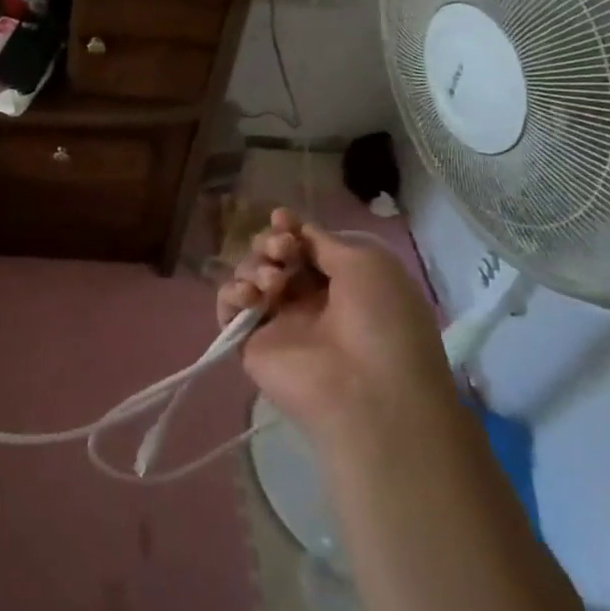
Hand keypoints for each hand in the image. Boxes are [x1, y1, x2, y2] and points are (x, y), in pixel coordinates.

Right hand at [217, 208, 453, 454]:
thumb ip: (324, 241)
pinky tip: (251, 297)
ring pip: (249, 275)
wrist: (368, 391)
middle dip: (271, 243)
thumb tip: (297, 232)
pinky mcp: (250, 342)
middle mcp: (307, 298)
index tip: (282, 219)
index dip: (289, 227)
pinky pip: (229, 306)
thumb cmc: (381, 322)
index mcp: (341, 280)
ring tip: (273, 282)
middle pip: (272, 255)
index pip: (303, 244)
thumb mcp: (368, 264)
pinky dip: (232, 293)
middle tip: (283, 251)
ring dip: (255, 266)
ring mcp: (278, 320)